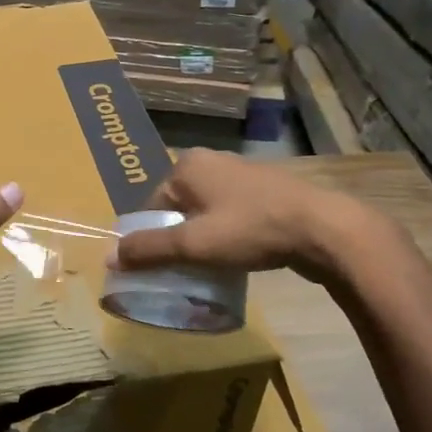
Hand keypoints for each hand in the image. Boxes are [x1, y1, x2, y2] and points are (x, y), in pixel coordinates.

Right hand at [110, 149, 398, 288]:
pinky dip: (227, 234)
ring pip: (206, 212)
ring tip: (210, 269)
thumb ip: (149, 250)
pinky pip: (231, 214)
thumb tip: (107, 258)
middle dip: (178, 239)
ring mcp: (242, 173)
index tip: (159, 268)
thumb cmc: (251, 229)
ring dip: (203, 239)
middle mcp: (211, 161)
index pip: (151, 204)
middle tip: (184, 271)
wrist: (324, 228)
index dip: (151, 238)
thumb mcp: (193, 244)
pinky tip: (238, 256)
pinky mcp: (267, 189)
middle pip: (178, 208)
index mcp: (187, 165)